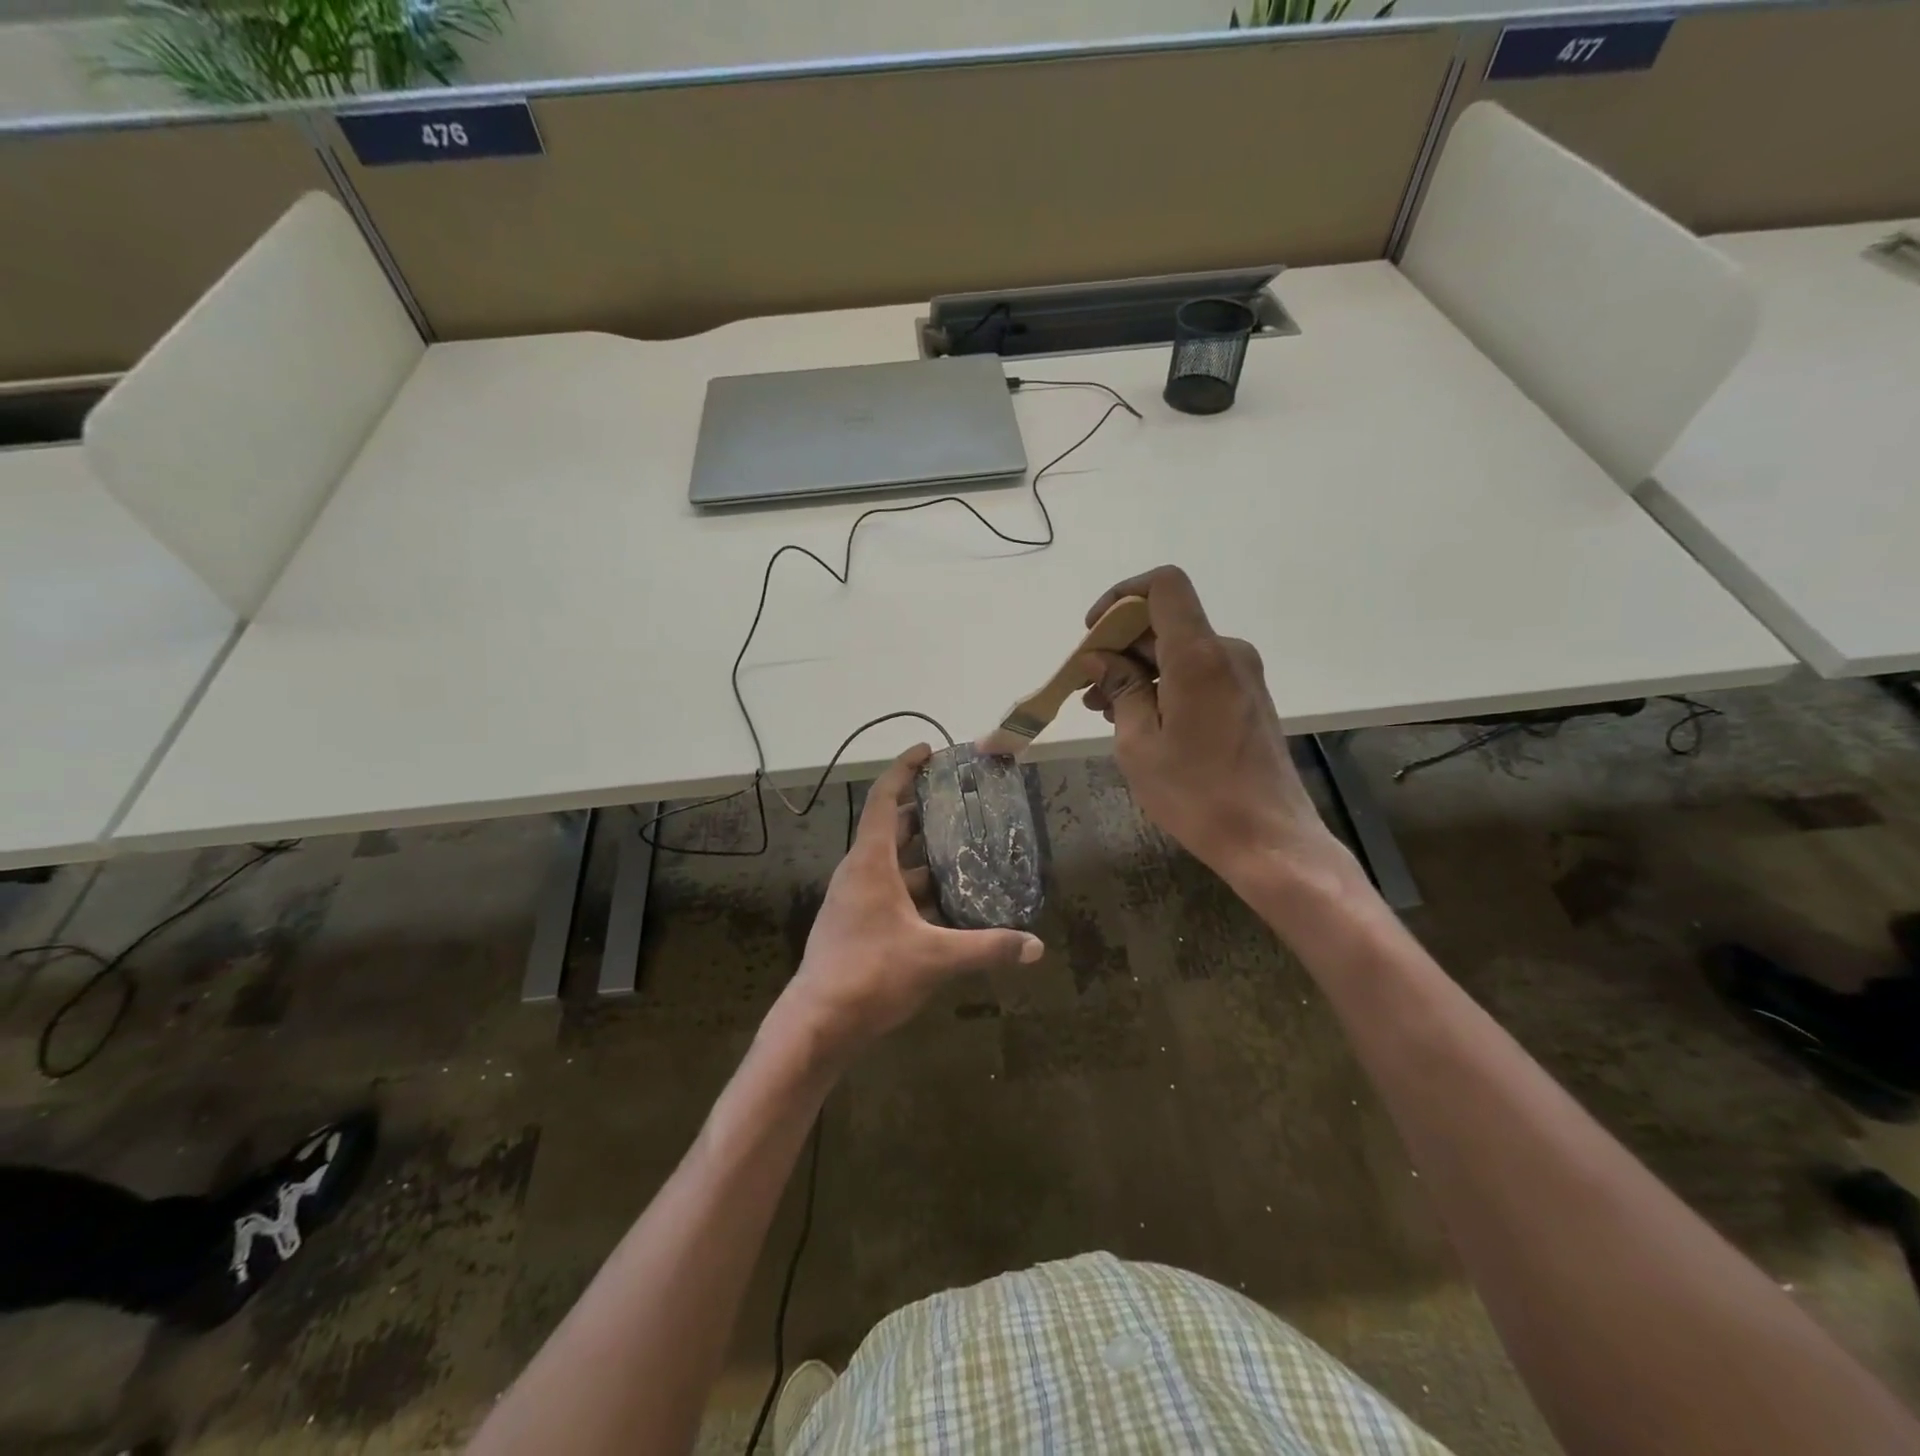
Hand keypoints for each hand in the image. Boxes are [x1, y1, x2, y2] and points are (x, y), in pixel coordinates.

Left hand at [779, 745, 1043, 1058]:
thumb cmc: (871, 974)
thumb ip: (987, 948)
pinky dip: (915, 887)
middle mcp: (858, 872)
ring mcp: (853, 899)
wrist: (817, 1023)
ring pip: (890, 863)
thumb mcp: (935, 957)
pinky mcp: (855, 923)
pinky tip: (945, 902)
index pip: (885, 799)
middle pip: (891, 827)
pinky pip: (888, 890)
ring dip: (921, 854)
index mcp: (870, 862)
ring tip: (962, 849)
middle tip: (960, 802)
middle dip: (922, 811)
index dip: (904, 770)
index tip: (928, 751)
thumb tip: (1035, 947)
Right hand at [1079, 565, 1357, 899]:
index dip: (1122, 596)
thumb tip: (1099, 658)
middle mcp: (1226, 652)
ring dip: (1138, 669)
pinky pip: (1197, 672)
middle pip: (1166, 621)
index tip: (1094, 632)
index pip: (1163, 586)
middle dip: (1120, 644)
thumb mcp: (1139, 743)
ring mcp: (1242, 674)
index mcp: (1198, 655)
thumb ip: (1120, 689)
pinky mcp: (1247, 697)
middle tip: (1087, 686)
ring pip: (1179, 650)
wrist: (1269, 839)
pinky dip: (1163, 684)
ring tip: (1104, 709)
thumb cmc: (1196, 794)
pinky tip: (1139, 719)